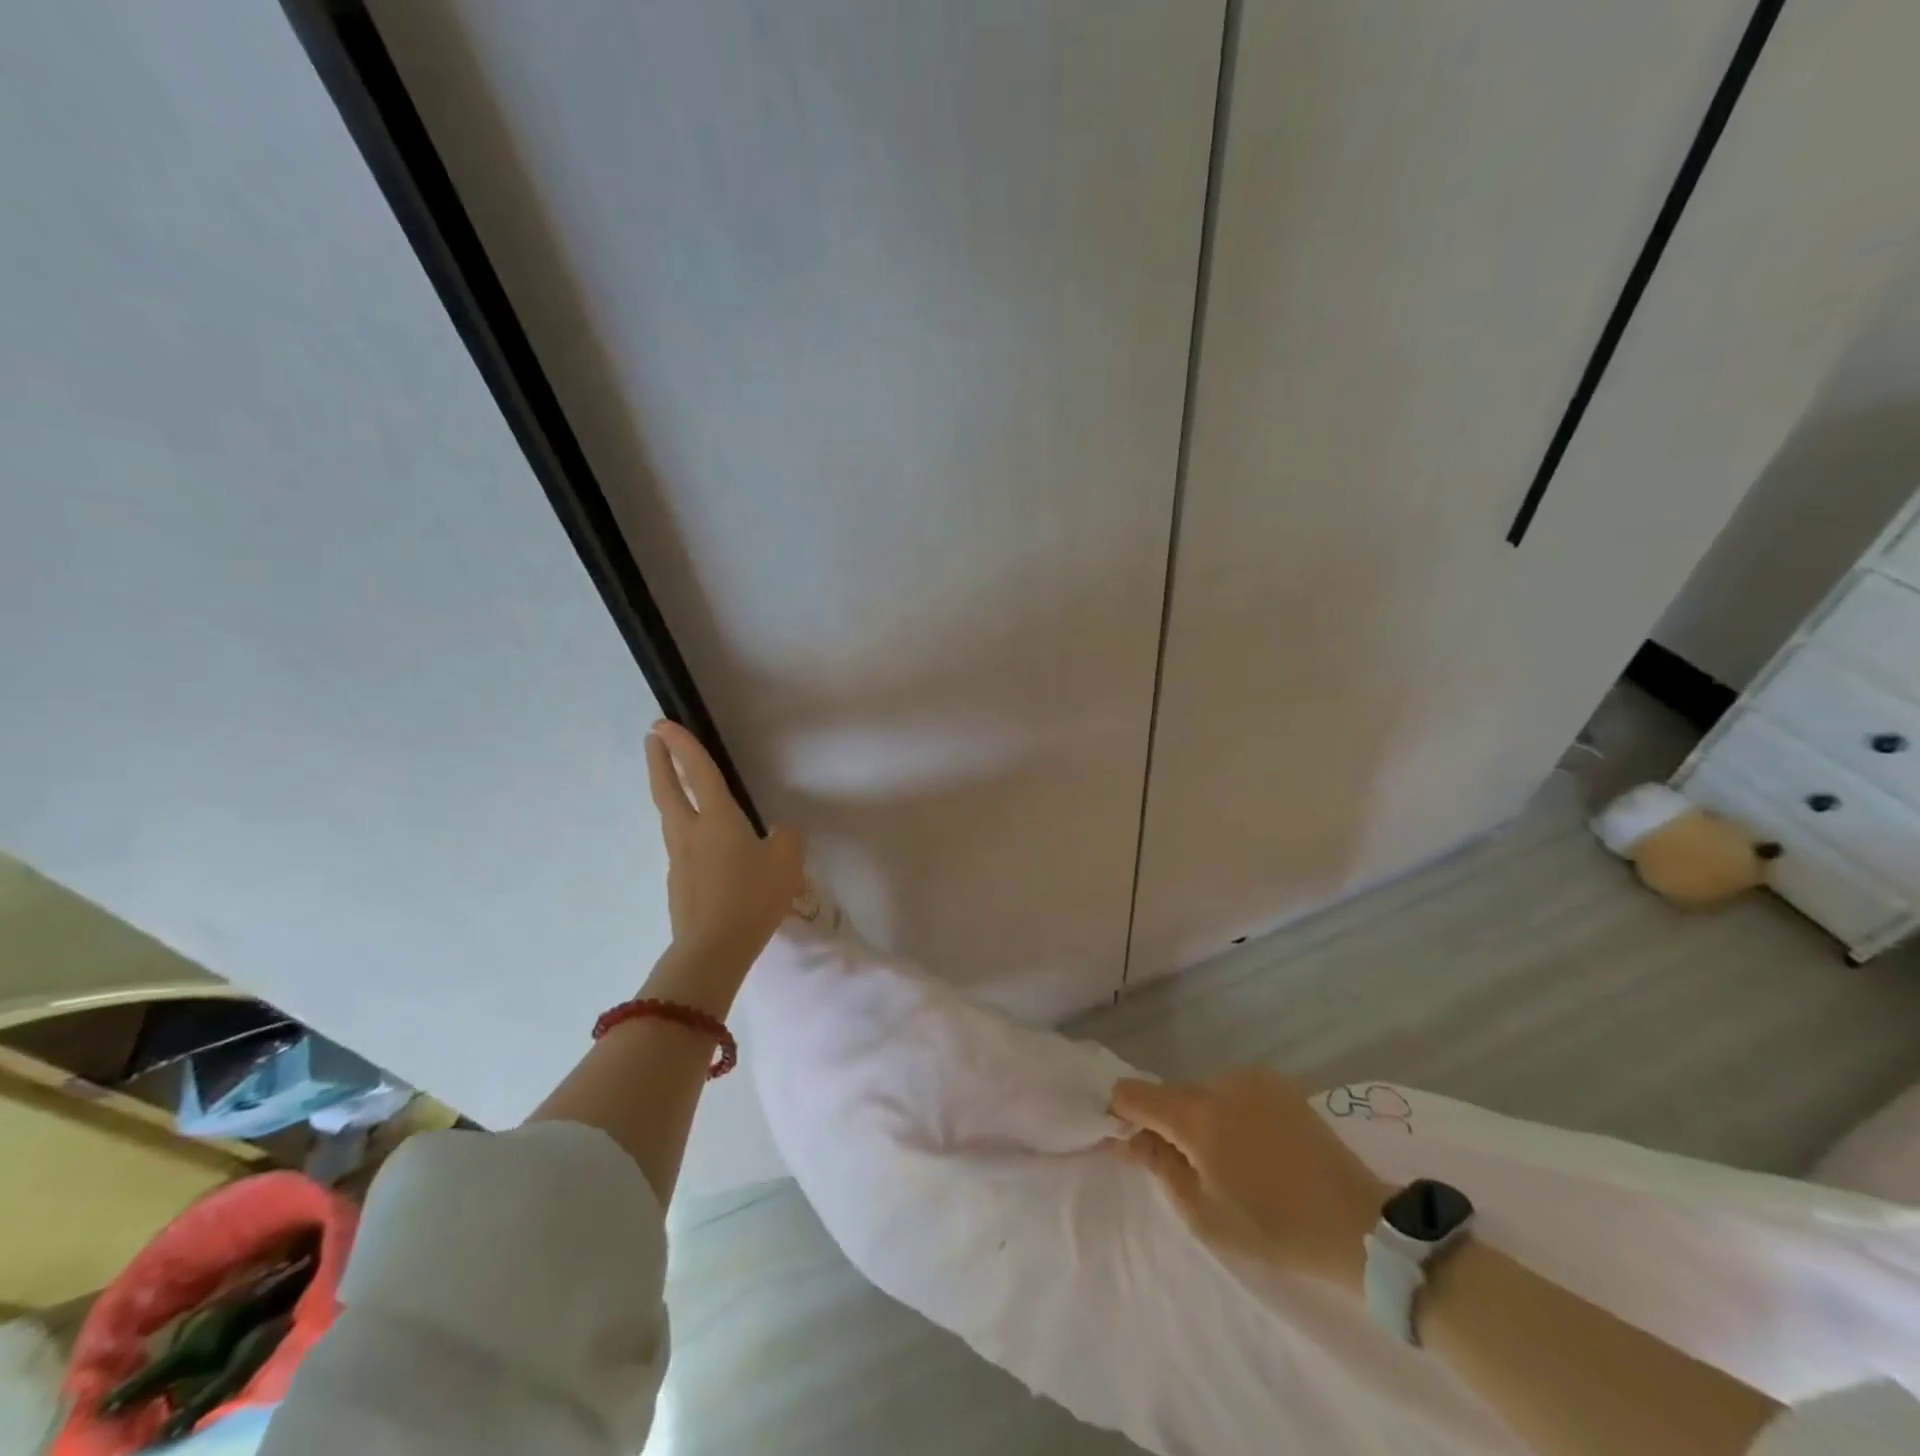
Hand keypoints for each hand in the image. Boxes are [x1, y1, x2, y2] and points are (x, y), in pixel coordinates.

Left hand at [646, 719, 804, 973]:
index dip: (683, 745)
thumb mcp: (787, 862)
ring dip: (670, 794)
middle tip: (653, 740)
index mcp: (717, 819)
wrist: (712, 950)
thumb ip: (787, 837)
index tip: (664, 723)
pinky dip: (687, 831)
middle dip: (659, 761)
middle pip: (668, 790)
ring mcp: (678, 860)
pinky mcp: (679, 884)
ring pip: (671, 817)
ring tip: (679, 788)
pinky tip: (708, 848)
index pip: (698, 772)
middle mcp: (690, 833)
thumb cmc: (752, 898)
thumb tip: (779, 831)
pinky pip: (682, 847)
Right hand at [1110, 1069, 1387, 1290]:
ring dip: (1202, 1117)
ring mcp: (1251, 1078)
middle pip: (1170, 1094)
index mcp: (1194, 1115)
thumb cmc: (1273, 1226)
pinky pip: (1234, 1092)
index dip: (1121, 1113)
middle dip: (1167, 1123)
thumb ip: (1159, 1167)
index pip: (1133, 1093)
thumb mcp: (1203, 1213)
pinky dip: (1231, 1112)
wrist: (1358, 1223)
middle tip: (1189, 1167)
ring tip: (1231, 1161)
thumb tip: (1127, 1138)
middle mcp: (1218, 1082)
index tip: (1129, 1140)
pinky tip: (1257, 1146)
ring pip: (1204, 1093)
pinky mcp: (1278, 1083)